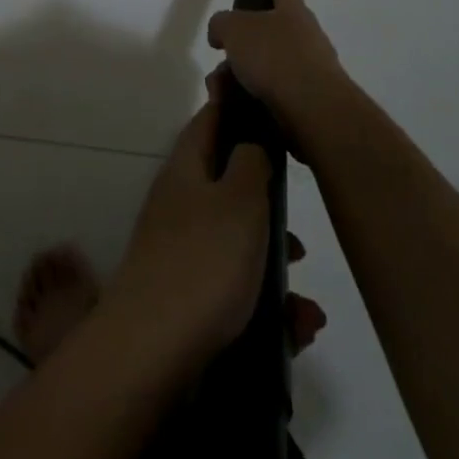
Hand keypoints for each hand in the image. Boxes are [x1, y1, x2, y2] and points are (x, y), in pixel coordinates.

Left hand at [107, 87, 326, 374]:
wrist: (152, 351)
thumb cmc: (203, 262)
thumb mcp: (239, 200)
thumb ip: (252, 163)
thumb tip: (251, 142)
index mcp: (186, 169)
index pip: (210, 121)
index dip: (237, 108)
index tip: (270, 107)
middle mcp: (179, 203)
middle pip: (229, 187)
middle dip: (270, 209)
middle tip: (300, 233)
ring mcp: (180, 251)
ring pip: (238, 245)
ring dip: (275, 267)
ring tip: (305, 302)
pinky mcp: (188, 298)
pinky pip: (237, 291)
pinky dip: (267, 308)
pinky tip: (296, 330)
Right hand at [206, 0, 357, 154]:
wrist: (313, 110)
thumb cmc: (275, 56)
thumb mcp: (234, 29)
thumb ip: (222, 24)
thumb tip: (220, 34)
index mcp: (292, 10)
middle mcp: (307, 35)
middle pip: (271, 31)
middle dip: (244, 44)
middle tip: (222, 56)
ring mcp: (311, 69)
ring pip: (268, 65)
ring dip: (243, 76)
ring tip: (221, 91)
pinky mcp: (309, 100)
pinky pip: (273, 93)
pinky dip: (252, 98)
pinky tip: (235, 107)